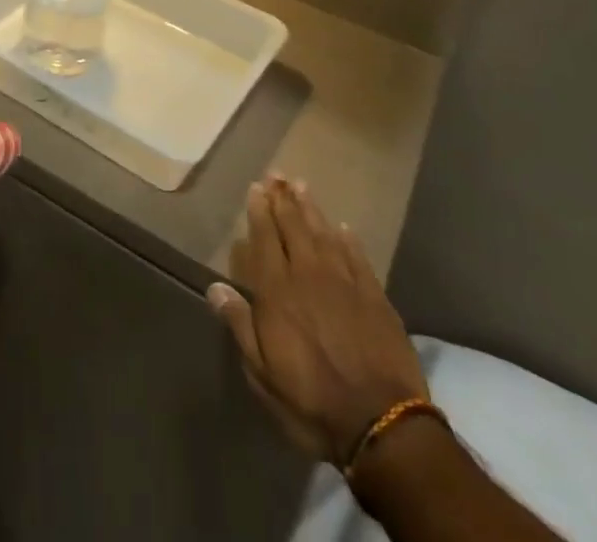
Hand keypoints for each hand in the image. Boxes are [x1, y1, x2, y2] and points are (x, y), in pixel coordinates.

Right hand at [209, 176, 429, 464]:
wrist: (381, 422)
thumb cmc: (311, 401)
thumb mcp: (263, 373)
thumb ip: (240, 325)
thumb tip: (215, 287)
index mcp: (278, 291)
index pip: (265, 238)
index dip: (260, 211)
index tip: (256, 187)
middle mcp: (309, 274)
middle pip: (293, 226)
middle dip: (282, 198)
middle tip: (276, 174)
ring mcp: (344, 281)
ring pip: (323, 233)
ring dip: (310, 208)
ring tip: (300, 185)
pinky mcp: (374, 295)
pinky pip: (357, 255)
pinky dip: (347, 239)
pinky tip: (342, 227)